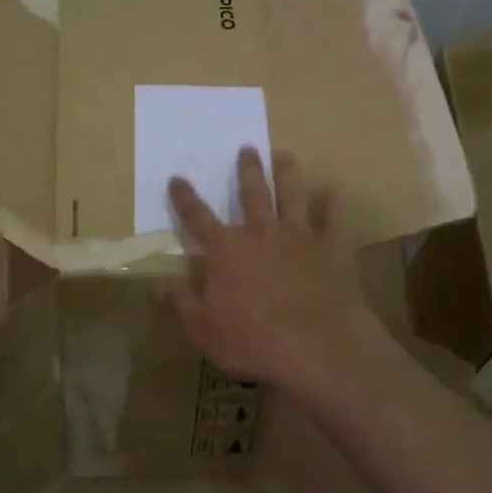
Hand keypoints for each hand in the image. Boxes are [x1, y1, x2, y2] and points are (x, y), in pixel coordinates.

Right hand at [168, 147, 384, 395]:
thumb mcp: (203, 328)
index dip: (184, 198)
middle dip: (247, 170)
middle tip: (247, 148)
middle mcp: (261, 233)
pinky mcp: (332, 248)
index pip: (198, 217)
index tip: (176, 178)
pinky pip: (334, 219)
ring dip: (287, 173)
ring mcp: (300, 237)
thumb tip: (158, 284)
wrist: (317, 344)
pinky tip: (333, 191)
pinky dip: (333, 204)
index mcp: (226, 250)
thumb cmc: (252, 339)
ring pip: (292, 195)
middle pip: (252, 194)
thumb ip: (181, 302)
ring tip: (284, 153)